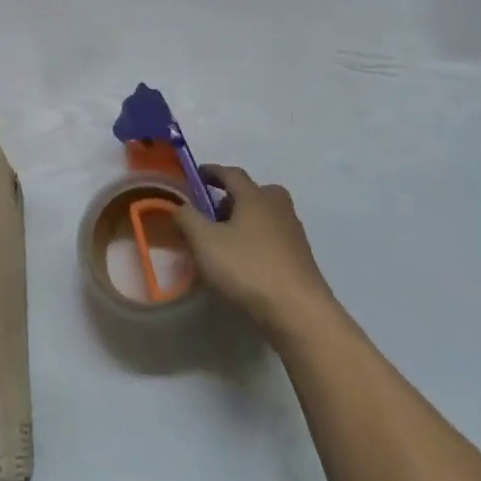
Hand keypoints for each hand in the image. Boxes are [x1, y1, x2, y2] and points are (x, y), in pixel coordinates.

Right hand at [174, 165, 333, 339]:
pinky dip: (258, 240)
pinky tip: (246, 261)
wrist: (298, 309)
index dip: (212, 171)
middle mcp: (277, 207)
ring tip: (226, 239)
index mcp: (255, 196)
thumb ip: (187, 218)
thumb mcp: (205, 242)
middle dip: (233, 197)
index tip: (197, 174)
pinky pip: (274, 237)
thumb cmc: (248, 267)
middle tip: (214, 211)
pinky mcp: (301, 257)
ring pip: (266, 215)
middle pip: (255, 192)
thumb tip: (180, 204)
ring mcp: (293, 232)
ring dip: (247, 219)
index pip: (231, 174)